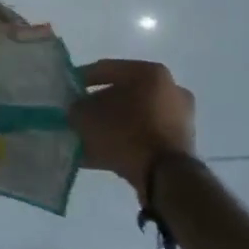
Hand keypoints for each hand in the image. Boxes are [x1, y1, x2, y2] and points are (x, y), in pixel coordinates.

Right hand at [70, 60, 196, 196]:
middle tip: (80, 116)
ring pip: (135, 117)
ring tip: (88, 139)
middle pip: (123, 94)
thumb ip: (77, 108)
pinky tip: (103, 155)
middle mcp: (170, 89)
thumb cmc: (126, 134)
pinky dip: (126, 143)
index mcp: (150, 72)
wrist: (166, 178)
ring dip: (112, 126)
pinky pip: (145, 138)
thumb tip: (75, 109)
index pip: (107, 69)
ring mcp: (179, 118)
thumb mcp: (88, 117)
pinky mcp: (181, 145)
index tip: (67, 91)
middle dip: (100, 106)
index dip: (82, 79)